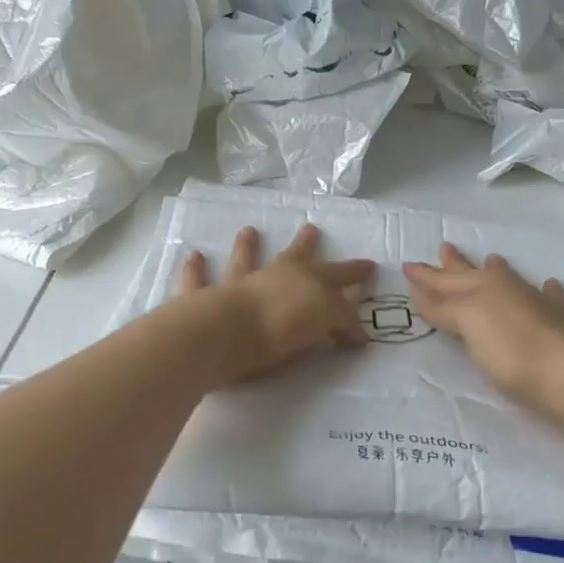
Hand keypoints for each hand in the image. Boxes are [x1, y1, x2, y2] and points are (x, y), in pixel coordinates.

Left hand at [178, 223, 376, 386]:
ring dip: (247, 246)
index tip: (369, 266)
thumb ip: (341, 323)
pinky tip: (193, 256)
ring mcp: (235, 285)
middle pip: (293, 257)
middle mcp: (272, 276)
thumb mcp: (323, 321)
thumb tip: (357, 335)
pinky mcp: (204, 300)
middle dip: (305, 245)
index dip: (355, 271)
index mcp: (306, 283)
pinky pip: (199, 281)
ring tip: (249, 230)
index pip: (338, 275)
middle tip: (310, 227)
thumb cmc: (278, 329)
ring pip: (244, 260)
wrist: (223, 333)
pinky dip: (195, 270)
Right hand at [403, 243, 563, 409]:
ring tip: (492, 259)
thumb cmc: (509, 350)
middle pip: (475, 274)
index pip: (446, 280)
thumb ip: (443, 309)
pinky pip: (554, 298)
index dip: (426, 275)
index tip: (408, 265)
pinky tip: (550, 286)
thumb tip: (421, 293)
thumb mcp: (467, 325)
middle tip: (445, 247)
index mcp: (482, 288)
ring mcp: (540, 304)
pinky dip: (548, 291)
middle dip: (457, 264)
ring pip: (513, 281)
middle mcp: (509, 290)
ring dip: (500, 271)